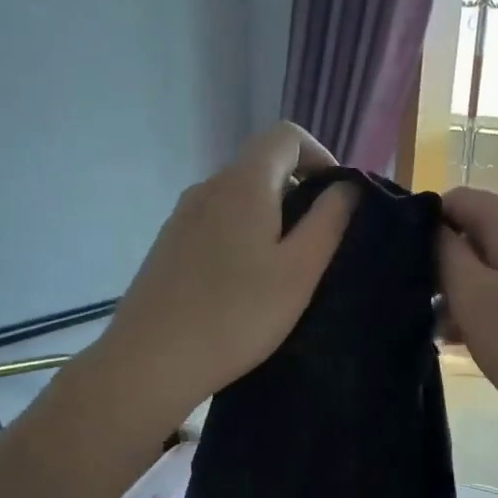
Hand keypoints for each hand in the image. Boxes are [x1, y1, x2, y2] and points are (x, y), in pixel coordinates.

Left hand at [90, 123, 356, 427]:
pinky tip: (244, 287)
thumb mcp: (299, 270)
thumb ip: (328, 221)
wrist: (151, 362)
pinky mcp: (167, 248)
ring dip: (269, 220)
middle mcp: (207, 188)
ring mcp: (180, 218)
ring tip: (284, 271)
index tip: (338, 198)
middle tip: (319, 245)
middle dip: (298, 193)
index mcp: (243, 184)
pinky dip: (241, 238)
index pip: (286, 135)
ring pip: (237, 200)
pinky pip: (215, 226)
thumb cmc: (237, 315)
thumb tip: (346, 188)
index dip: (320, 155)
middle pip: (261, 167)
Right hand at [438, 187, 497, 440]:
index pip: (458, 198)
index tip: (410, 268)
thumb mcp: (471, 296)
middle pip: (478, 230)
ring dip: (466, 291)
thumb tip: (432, 226)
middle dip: (446, 264)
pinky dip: (493, 304)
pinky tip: (477, 340)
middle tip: (425, 307)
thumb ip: (444, 252)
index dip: (426, 227)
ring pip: (497, 262)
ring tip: (447, 333)